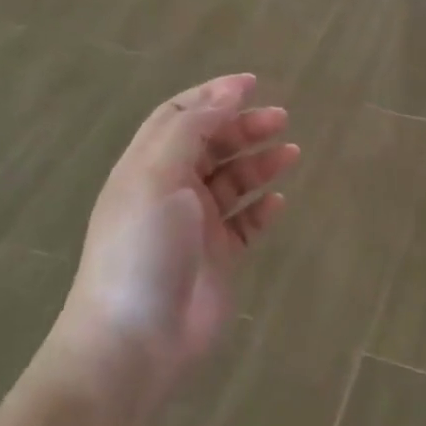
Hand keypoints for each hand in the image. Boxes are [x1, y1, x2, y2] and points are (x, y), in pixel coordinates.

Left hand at [48, 74, 297, 410]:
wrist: (134, 340)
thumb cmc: (143, 247)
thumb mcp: (158, 175)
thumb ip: (192, 129)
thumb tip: (228, 92)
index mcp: (148, 165)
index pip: (179, 115)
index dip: (213, 95)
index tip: (252, 84)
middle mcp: (171, 190)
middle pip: (211, 144)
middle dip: (244, 127)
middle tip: (281, 119)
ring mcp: (195, 226)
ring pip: (232, 181)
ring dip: (259, 163)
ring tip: (291, 153)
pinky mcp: (218, 258)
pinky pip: (245, 223)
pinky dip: (261, 208)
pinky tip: (278, 202)